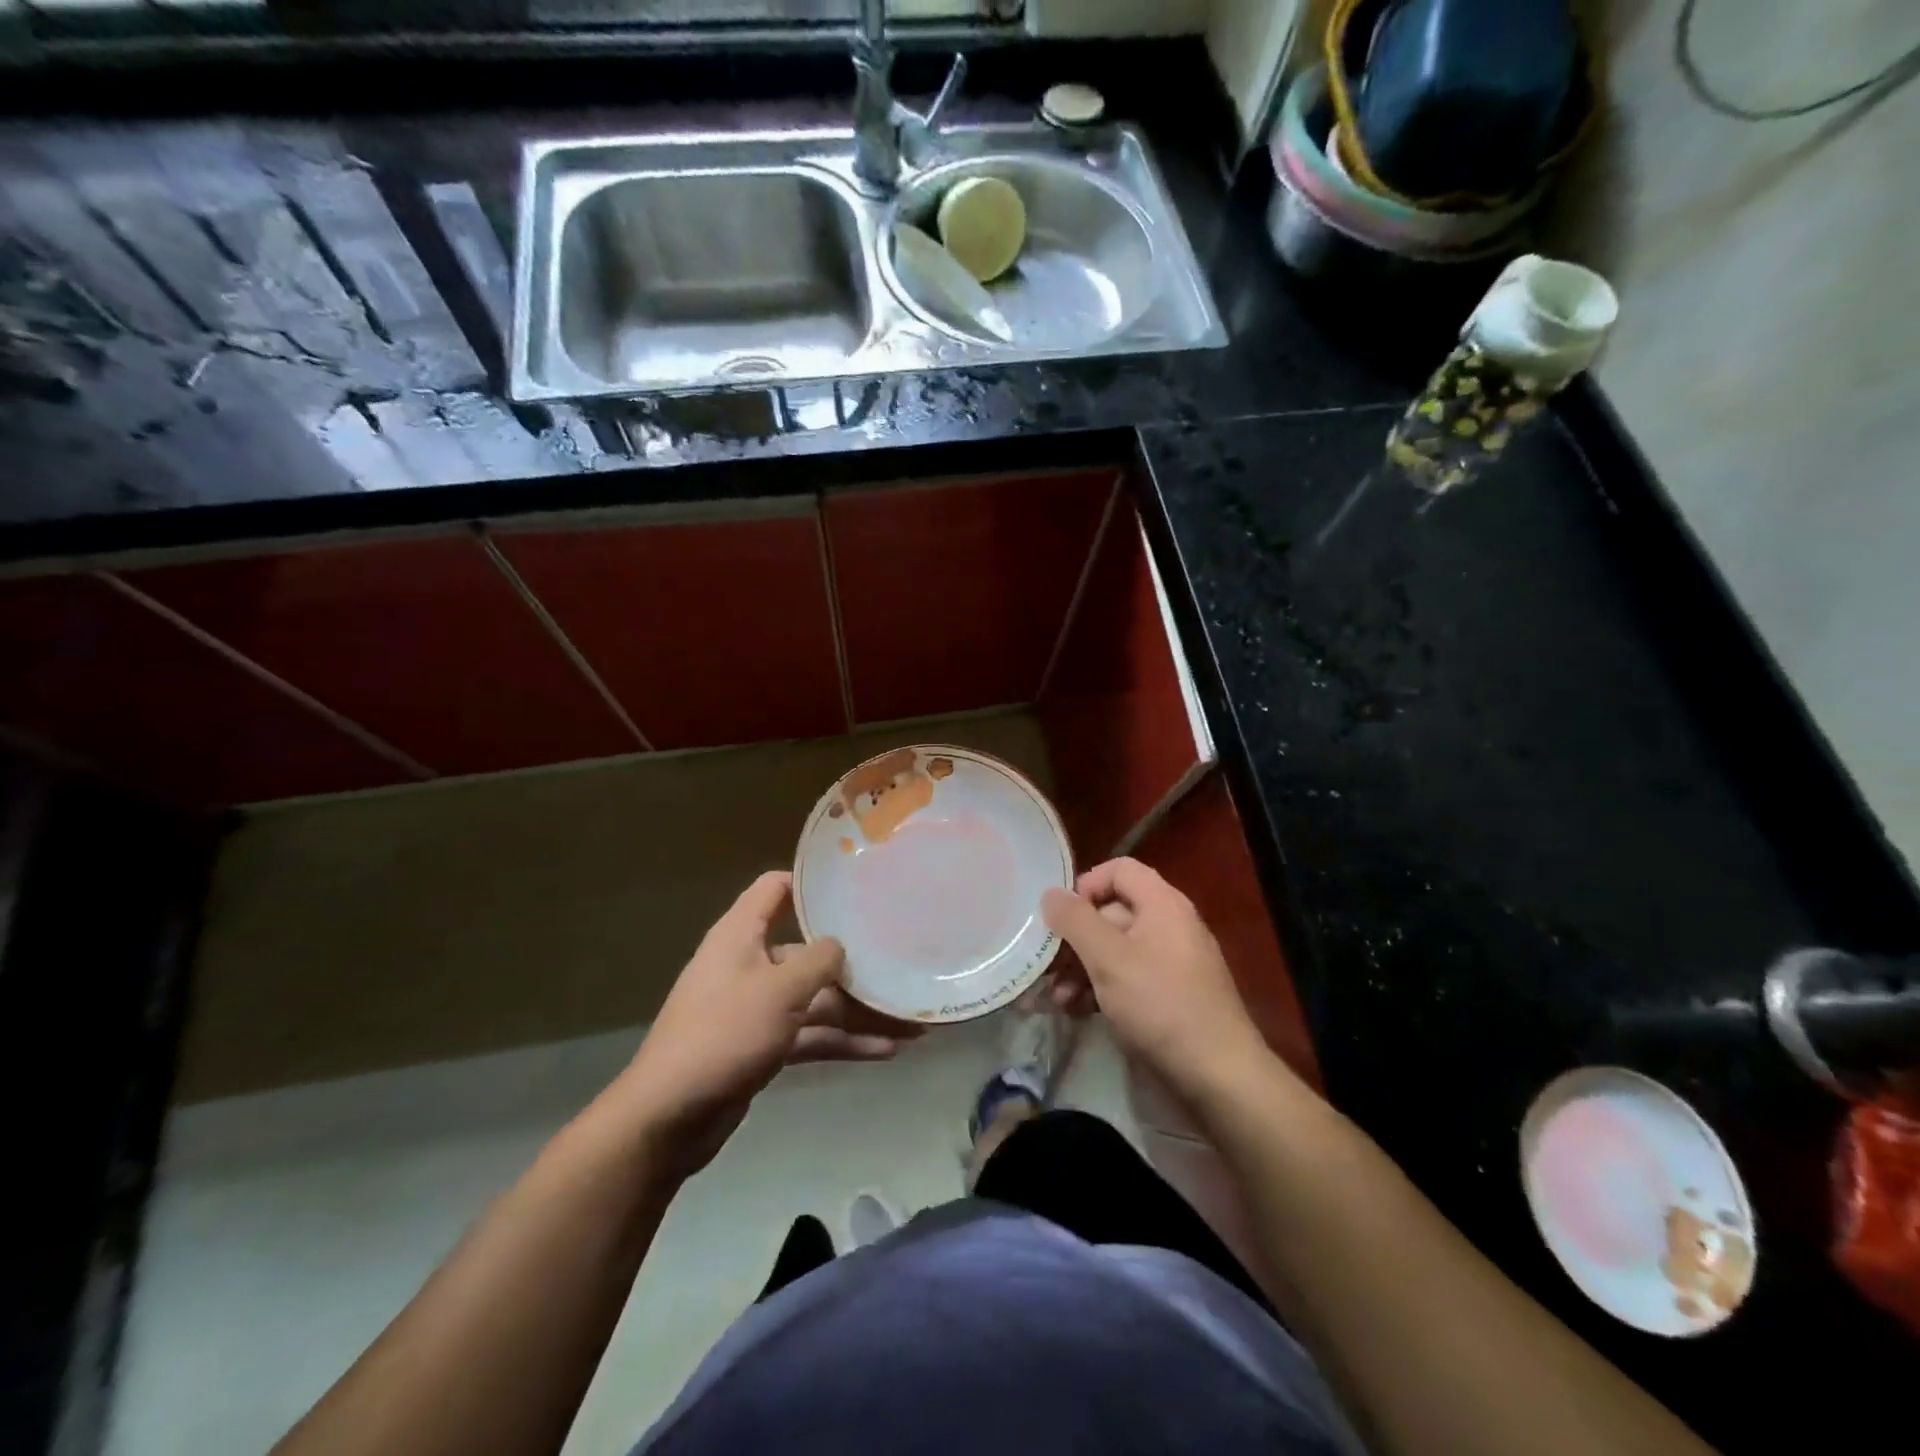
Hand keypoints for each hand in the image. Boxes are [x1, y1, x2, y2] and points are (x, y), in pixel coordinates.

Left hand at [615, 871, 921, 1172]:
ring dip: (857, 1011)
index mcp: (741, 935)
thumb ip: (818, 961)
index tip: (856, 883)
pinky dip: (841, 1041)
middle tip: (902, 963)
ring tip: (910, 1022)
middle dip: (853, 963)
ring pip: (814, 999)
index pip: (775, 889)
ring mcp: (755, 1008)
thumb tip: (839, 945)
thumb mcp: (779, 989)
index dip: (811, 882)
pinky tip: (885, 1050)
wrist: (669, 1118)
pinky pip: (809, 1034)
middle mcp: (749, 964)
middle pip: (807, 951)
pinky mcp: (761, 1046)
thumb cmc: (724, 1034)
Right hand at [1041, 858, 1270, 1111]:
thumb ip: (1076, 921)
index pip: (1119, 870)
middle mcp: (1168, 925)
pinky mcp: (1168, 996)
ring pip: (1114, 950)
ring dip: (1081, 969)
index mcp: (1162, 904)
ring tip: (1056, 999)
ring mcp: (1170, 963)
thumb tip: (1050, 893)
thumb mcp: (1109, 959)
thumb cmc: (1161, 1005)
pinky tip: (1076, 1011)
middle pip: (1112, 912)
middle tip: (1046, 965)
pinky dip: (1100, 989)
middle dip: (1075, 938)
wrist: (1218, 1077)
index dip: (1087, 885)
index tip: (1061, 917)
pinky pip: (1126, 978)